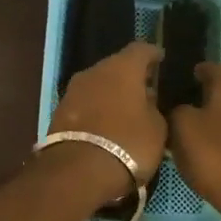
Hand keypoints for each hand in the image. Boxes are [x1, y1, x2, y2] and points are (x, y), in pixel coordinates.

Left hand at [49, 42, 166, 187]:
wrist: (78, 171)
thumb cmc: (128, 144)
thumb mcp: (156, 128)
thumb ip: (153, 107)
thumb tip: (146, 99)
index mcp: (122, 68)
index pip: (140, 49)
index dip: (152, 54)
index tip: (160, 59)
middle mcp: (95, 71)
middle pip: (116, 65)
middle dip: (130, 76)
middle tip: (144, 89)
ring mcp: (73, 90)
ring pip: (98, 84)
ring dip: (111, 93)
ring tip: (125, 109)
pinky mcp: (59, 111)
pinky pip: (85, 103)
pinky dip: (96, 108)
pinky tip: (106, 123)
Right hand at [168, 63, 220, 220]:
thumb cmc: (218, 157)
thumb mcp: (182, 128)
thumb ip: (177, 110)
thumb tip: (181, 109)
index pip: (212, 67)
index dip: (192, 73)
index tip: (174, 84)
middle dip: (202, 100)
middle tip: (177, 114)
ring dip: (214, 125)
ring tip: (190, 139)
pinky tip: (209, 161)